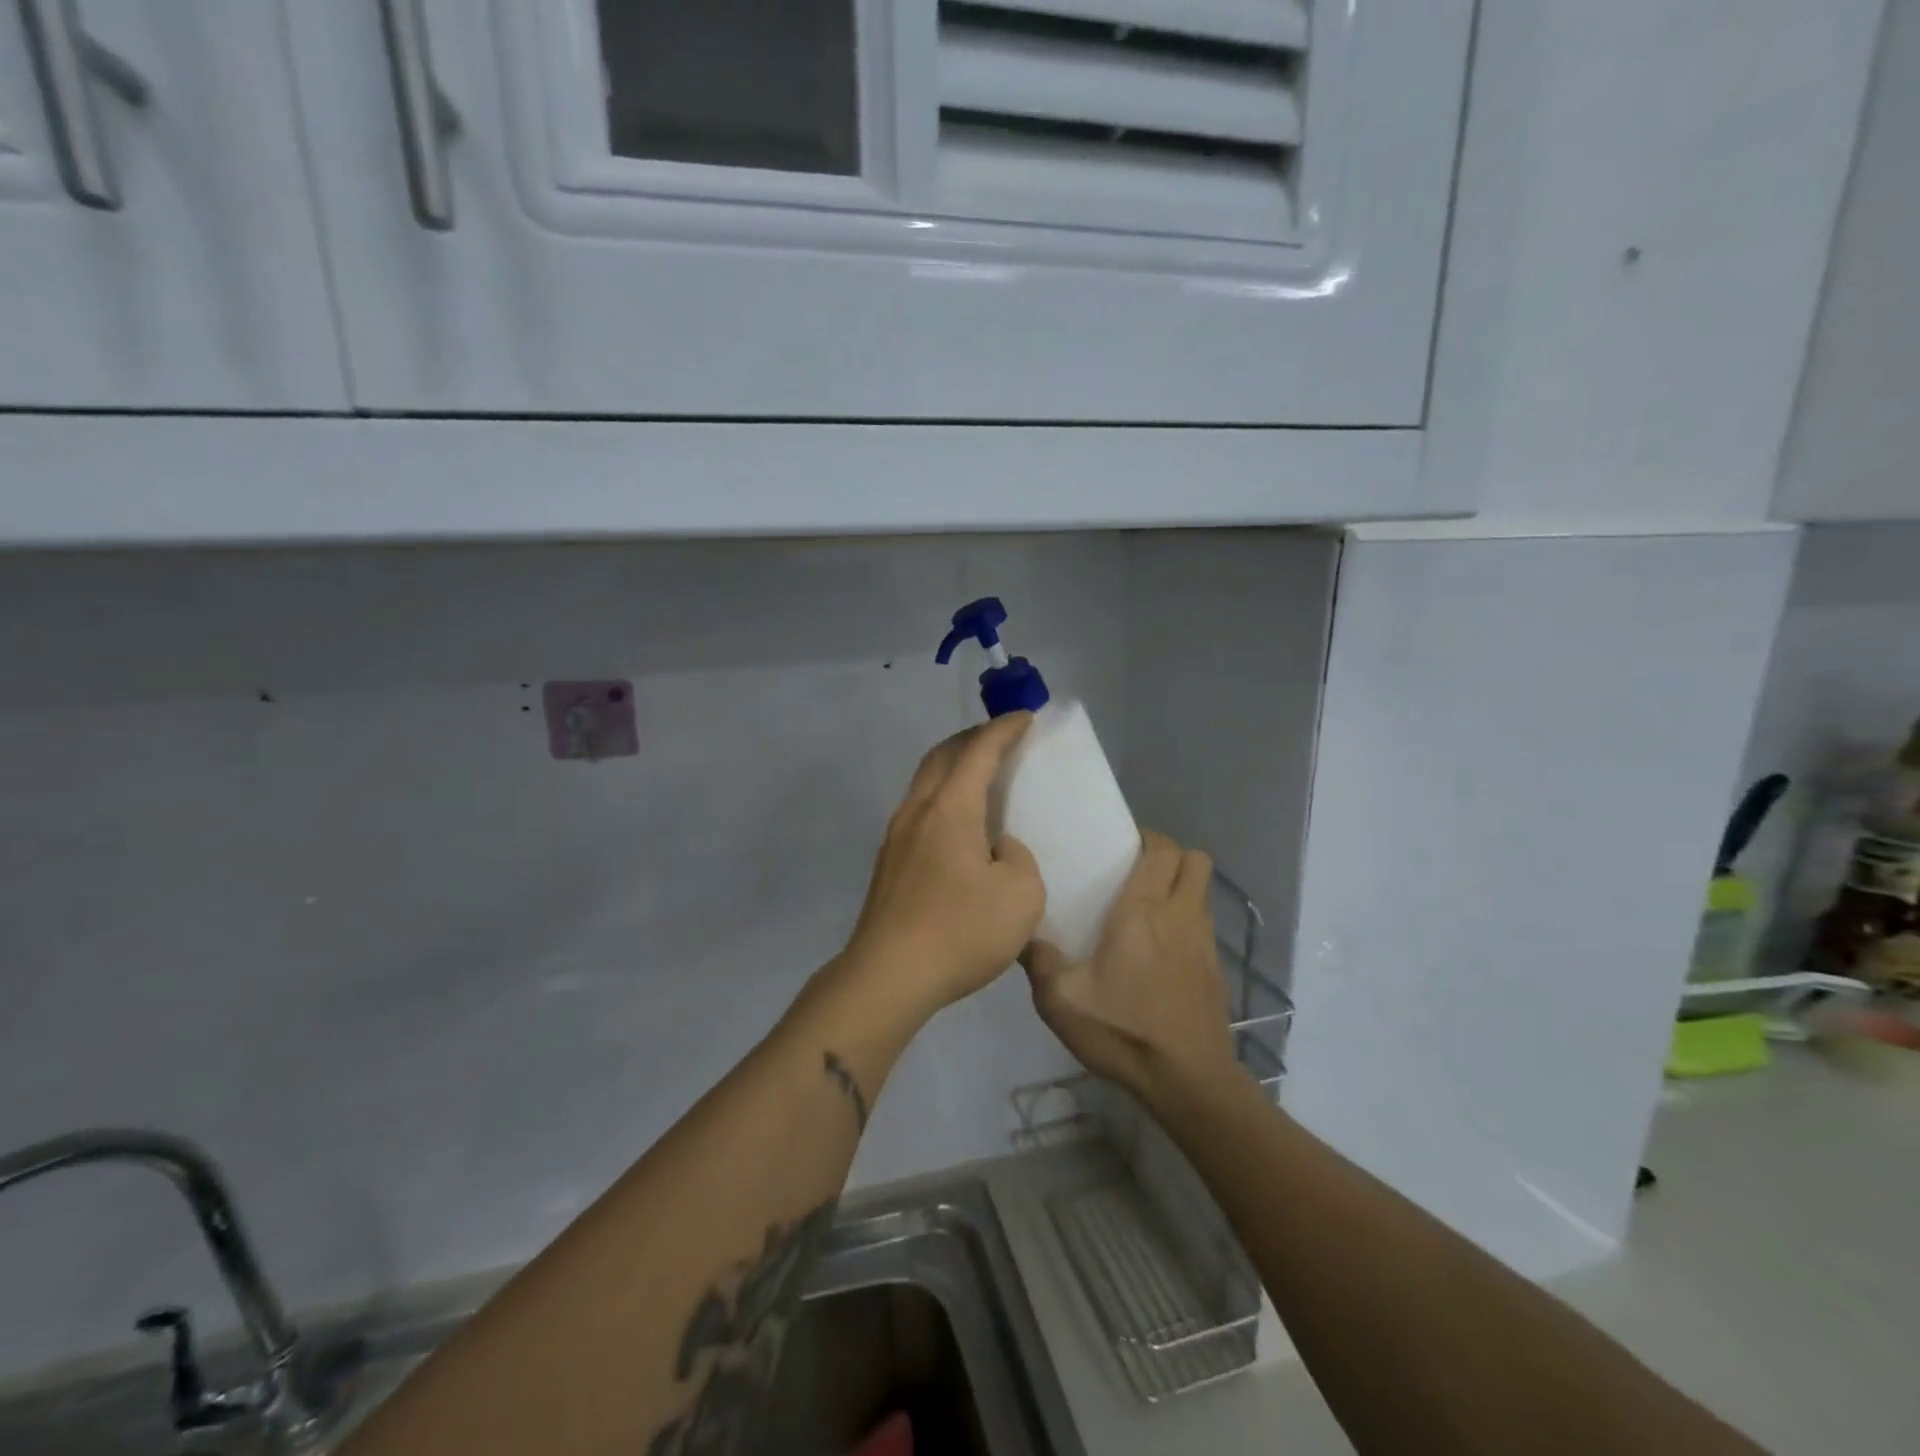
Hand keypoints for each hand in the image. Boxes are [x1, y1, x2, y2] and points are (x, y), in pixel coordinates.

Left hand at [838, 714, 1044, 1018]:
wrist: (888, 975)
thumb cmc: (960, 931)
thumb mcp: (1021, 896)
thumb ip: (1018, 859)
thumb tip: (997, 849)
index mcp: (951, 808)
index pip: (979, 751)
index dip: (1004, 730)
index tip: (1025, 718)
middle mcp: (918, 810)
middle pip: (942, 756)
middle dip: (972, 739)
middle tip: (1000, 739)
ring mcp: (896, 835)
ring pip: (925, 782)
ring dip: (952, 768)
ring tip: (980, 777)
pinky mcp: (888, 862)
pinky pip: (919, 810)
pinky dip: (942, 797)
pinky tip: (958, 824)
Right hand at [1023, 831, 1237, 1108]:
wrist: (1187, 1081)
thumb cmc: (1123, 1030)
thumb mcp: (1060, 1000)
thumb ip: (1038, 961)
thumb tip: (1022, 935)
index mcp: (1143, 911)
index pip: (1163, 849)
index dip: (1148, 838)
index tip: (1123, 847)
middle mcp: (1180, 916)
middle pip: (1196, 861)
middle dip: (1171, 856)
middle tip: (1138, 872)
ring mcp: (1205, 944)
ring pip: (1204, 893)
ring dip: (1181, 889)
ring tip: (1147, 912)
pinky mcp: (1216, 972)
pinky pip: (1205, 928)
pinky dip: (1188, 925)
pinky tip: (1162, 956)